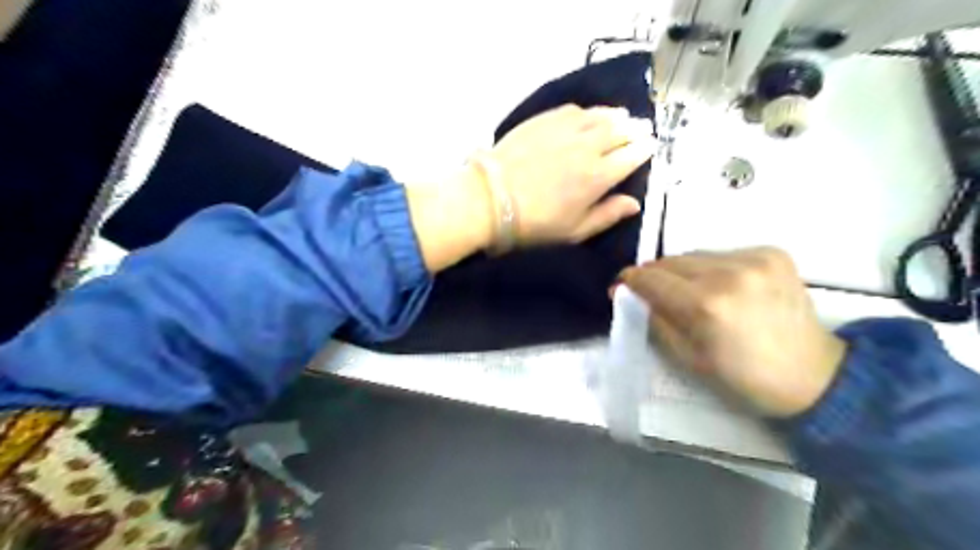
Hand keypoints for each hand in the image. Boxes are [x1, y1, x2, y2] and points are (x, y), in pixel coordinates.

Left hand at [489, 104, 656, 245]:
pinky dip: (589, 111)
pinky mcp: (544, 120)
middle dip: (636, 129)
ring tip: (623, 116)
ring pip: (600, 116)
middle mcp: (588, 147)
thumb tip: (636, 203)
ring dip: (616, 116)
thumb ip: (607, 215)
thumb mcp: (574, 231)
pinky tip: (590, 114)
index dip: (645, 150)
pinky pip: (574, 110)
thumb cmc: (534, 223)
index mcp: (599, 177)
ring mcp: (566, 129)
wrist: (490, 199)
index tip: (651, 146)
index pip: (632, 156)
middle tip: (643, 128)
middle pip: (620, 131)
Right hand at [623, 247, 847, 417]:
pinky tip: (726, 288)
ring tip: (694, 293)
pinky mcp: (773, 253)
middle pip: (670, 261)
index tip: (621, 287)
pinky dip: (714, 268)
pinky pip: (723, 253)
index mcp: (706, 305)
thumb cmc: (743, 378)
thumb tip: (628, 294)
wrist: (814, 376)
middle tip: (655, 294)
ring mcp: (755, 258)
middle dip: (656, 277)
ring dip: (685, 272)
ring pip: (695, 255)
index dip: (629, 281)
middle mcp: (729, 273)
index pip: (650, 278)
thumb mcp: (686, 359)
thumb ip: (654, 320)